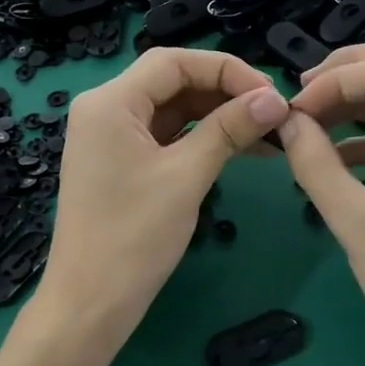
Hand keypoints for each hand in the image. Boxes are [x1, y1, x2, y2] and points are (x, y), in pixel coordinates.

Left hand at [35, 48, 289, 357]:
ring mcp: (111, 138)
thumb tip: (274, 99)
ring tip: (268, 132)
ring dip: (218, 116)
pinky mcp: (121, 163)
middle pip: (173, 82)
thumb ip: (229, 129)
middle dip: (225, 92)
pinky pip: (167, 137)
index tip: (270, 93)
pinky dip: (202, 139)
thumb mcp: (186, 176)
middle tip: (274, 112)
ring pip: (173, 110)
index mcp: (110, 102)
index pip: (174, 62)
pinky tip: (242, 148)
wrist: (90, 304)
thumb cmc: (133, 237)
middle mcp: (105, 109)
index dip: (226, 69)